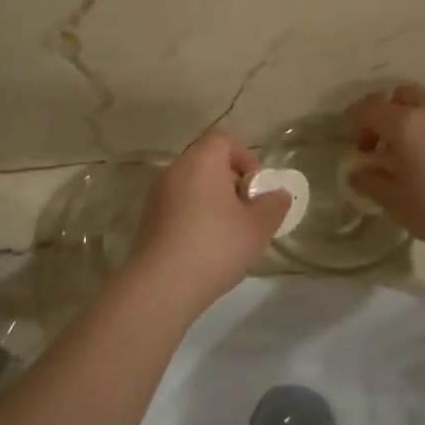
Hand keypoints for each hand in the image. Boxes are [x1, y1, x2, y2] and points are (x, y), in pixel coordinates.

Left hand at [123, 131, 288, 317]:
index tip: (257, 188)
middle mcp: (174, 170)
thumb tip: (278, 194)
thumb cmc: (215, 246)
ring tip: (229, 233)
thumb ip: (273, 205)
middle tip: (247, 212)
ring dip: (212, 201)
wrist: (161, 285)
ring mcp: (156, 195)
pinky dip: (194, 217)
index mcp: (201, 162)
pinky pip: (177, 206)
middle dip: (231, 182)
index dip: (246, 158)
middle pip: (206, 162)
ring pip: (191, 186)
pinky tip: (205, 248)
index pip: (224, 140)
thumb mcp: (257, 227)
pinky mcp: (147, 220)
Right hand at [346, 85, 424, 263]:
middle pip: (403, 95)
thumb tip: (356, 170)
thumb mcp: (395, 204)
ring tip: (423, 153)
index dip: (360, 126)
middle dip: (389, 114)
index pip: (371, 108)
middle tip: (389, 146)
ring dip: (420, 119)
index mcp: (406, 123)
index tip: (364, 151)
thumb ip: (368, 181)